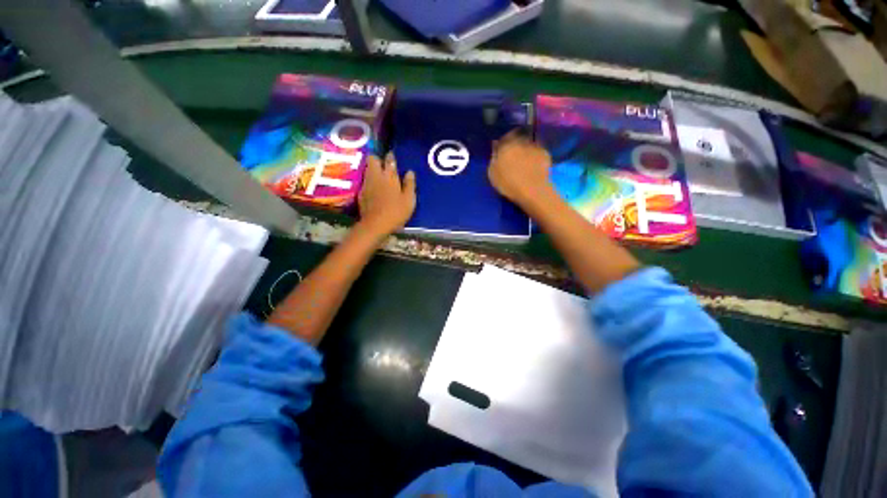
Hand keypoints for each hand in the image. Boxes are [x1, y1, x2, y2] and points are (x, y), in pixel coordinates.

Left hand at [358, 152, 416, 236]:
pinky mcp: (361, 193)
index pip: (389, 160)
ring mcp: (367, 184)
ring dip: (373, 170)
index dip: (391, 156)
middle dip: (378, 159)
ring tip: (379, 175)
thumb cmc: (396, 212)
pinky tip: (374, 188)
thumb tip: (410, 172)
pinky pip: (365, 181)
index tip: (392, 156)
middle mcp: (376, 176)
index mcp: (390, 176)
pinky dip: (370, 181)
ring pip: (368, 170)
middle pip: (373, 160)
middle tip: (384, 165)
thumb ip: (409, 184)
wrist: (376, 224)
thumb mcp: (409, 200)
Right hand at [488, 131, 553, 208]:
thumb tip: (496, 151)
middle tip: (514, 155)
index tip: (502, 149)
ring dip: (526, 149)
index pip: (504, 137)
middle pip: (517, 138)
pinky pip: (537, 151)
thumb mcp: (493, 173)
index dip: (503, 143)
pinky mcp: (545, 153)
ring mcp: (534, 146)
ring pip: (528, 144)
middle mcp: (520, 141)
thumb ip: (494, 159)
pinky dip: (535, 156)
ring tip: (525, 161)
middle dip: (516, 144)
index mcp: (506, 145)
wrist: (532, 190)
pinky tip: (534, 165)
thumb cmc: (508, 184)